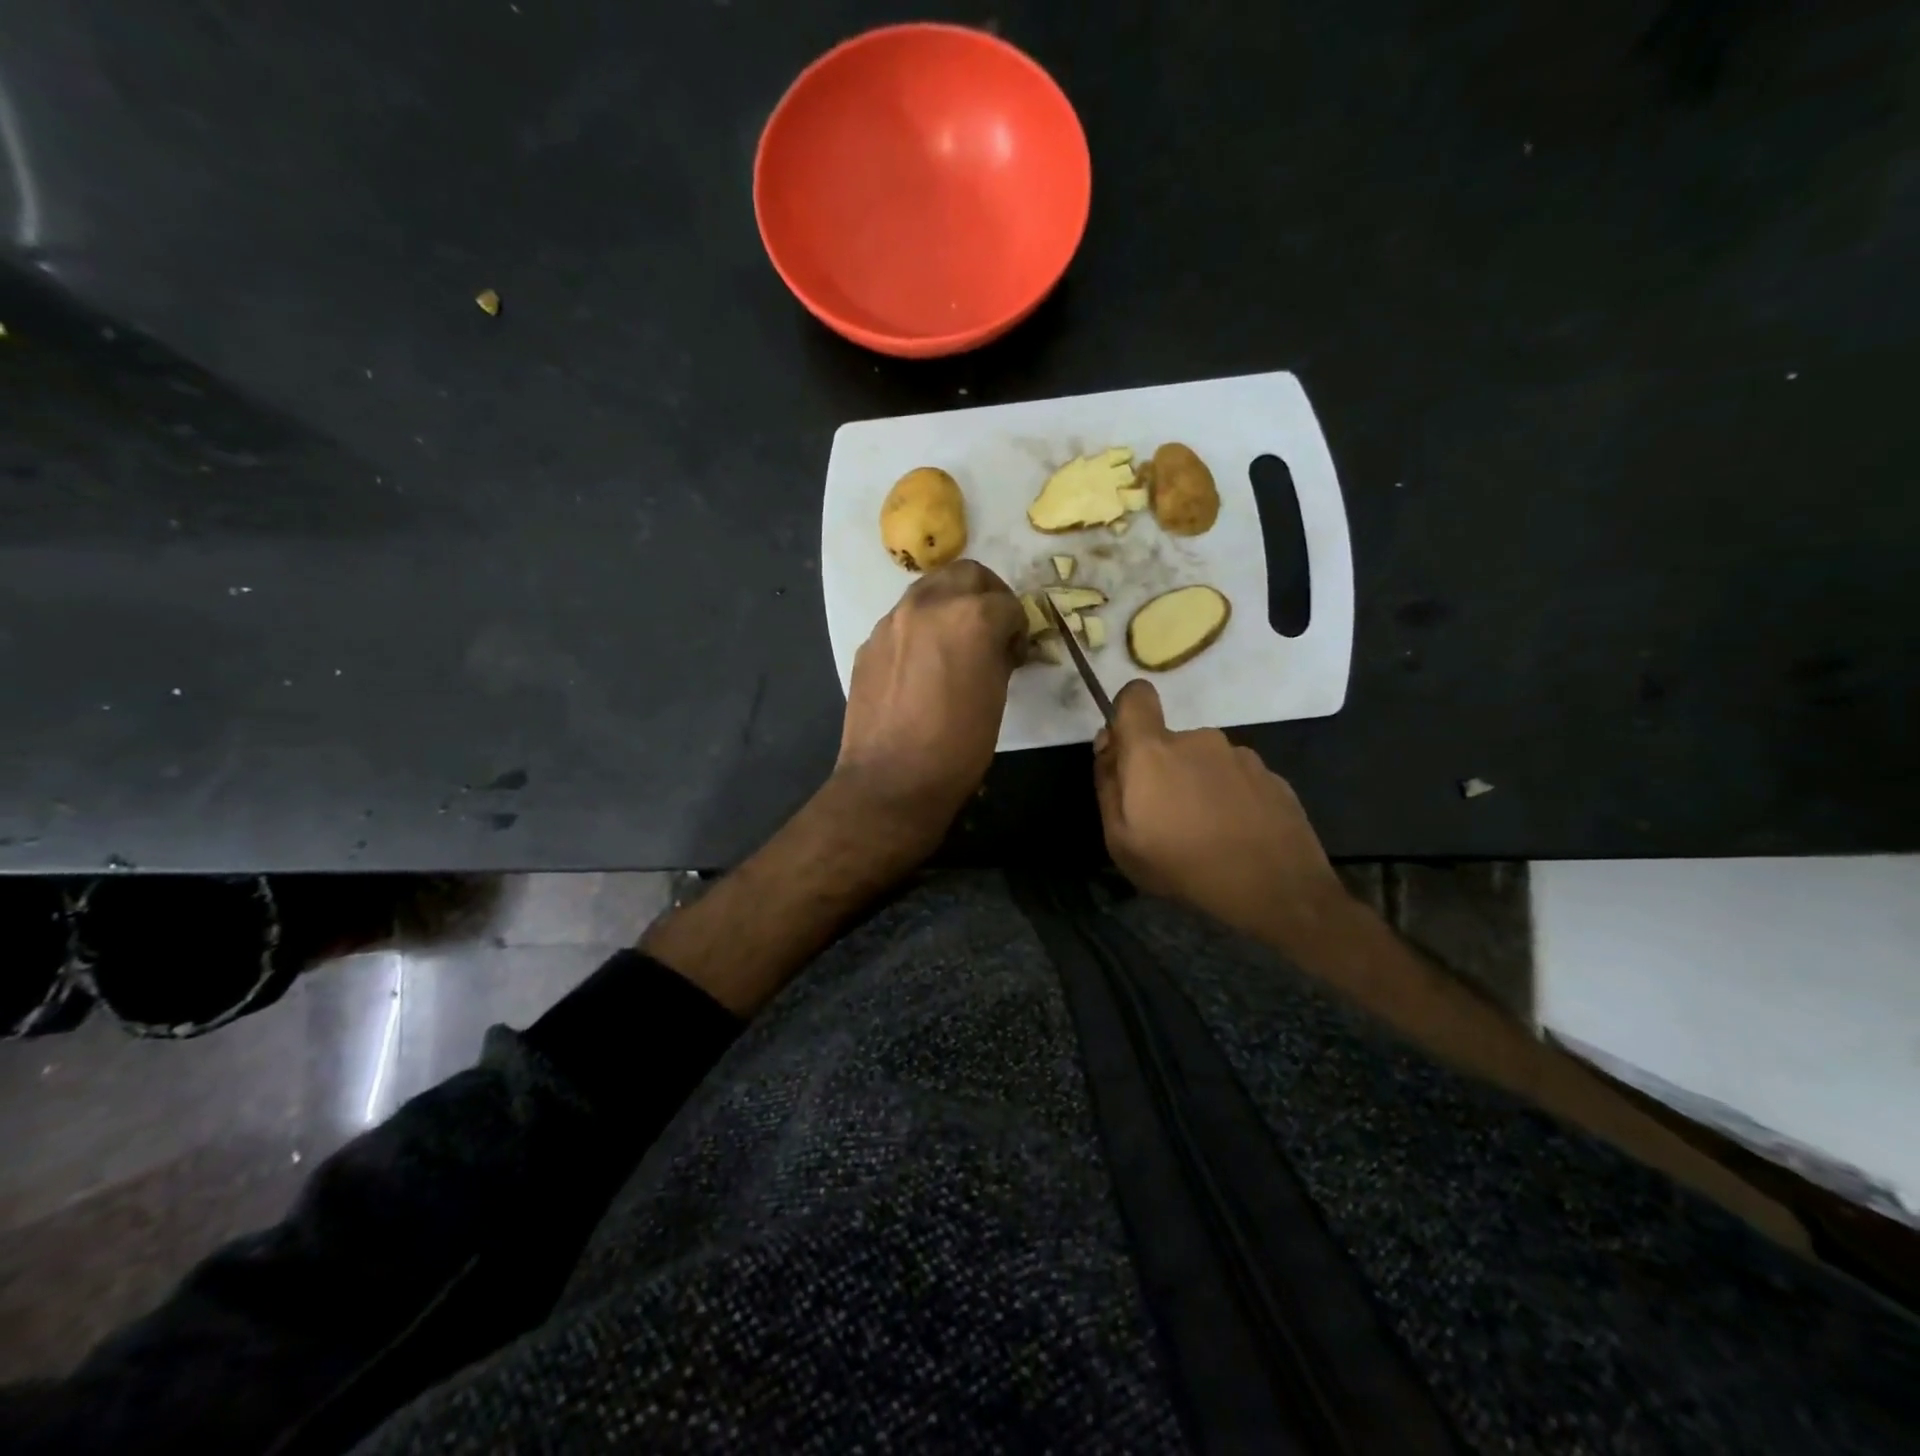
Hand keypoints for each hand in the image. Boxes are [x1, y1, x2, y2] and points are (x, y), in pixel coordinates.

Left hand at [835, 559, 1026, 846]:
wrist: (891, 780)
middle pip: (965, 574)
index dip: (1019, 626)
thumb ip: (999, 655)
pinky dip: (920, 628)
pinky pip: (902, 620)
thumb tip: (998, 644)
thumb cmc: (958, 746)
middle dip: (986, 594)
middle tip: (992, 627)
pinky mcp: (869, 642)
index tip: (1016, 651)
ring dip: (950, 603)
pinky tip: (923, 664)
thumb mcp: (997, 697)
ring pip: (929, 589)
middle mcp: (928, 605)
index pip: (1007, 602)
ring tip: (956, 641)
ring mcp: (892, 621)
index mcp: (970, 616)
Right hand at [1094, 680, 1346, 948]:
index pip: (1135, 695)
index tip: (1126, 753)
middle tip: (1167, 819)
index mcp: (1154, 750)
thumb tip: (1108, 748)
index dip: (1126, 715)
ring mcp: (1241, 756)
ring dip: (1198, 786)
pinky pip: (1237, 779)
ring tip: (1207, 833)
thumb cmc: (1184, 866)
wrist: (1277, 891)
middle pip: (1168, 741)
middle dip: (1162, 770)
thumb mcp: (1120, 840)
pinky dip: (1230, 799)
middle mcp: (1199, 740)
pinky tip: (1237, 836)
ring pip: (1205, 762)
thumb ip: (1107, 785)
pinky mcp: (1272, 777)